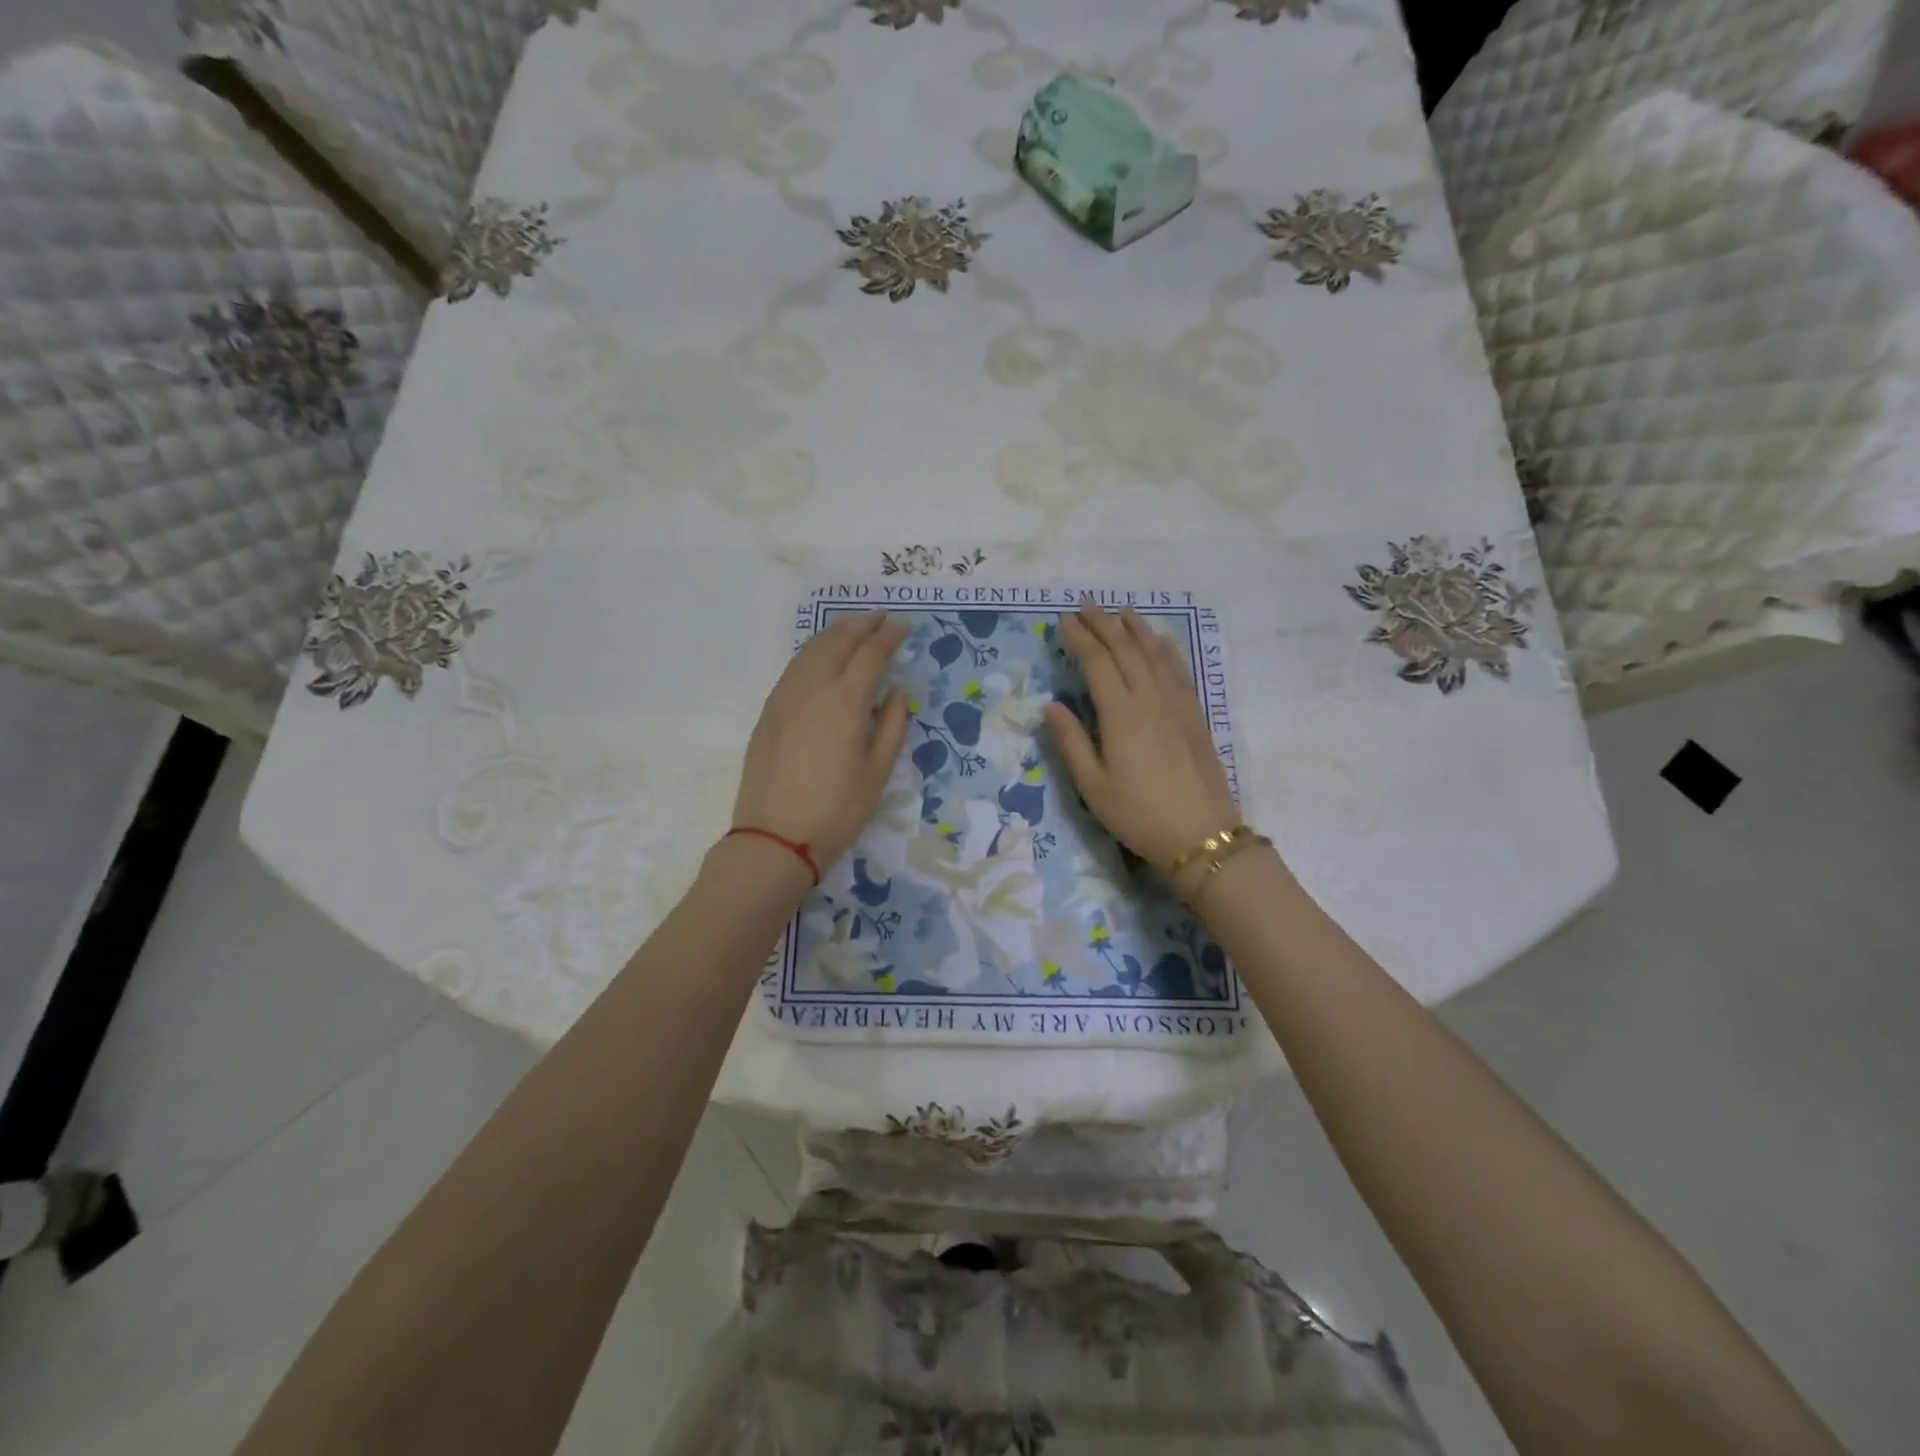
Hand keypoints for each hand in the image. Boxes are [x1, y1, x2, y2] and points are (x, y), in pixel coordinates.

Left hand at [732, 611, 909, 873]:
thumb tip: (895, 691)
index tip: (904, 626)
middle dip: (862, 625)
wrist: (775, 836)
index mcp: (845, 700)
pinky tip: (822, 658)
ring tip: (854, 629)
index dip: (889, 636)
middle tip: (881, 618)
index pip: (871, 653)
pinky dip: (814, 652)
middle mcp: (813, 687)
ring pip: (811, 649)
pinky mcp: (769, 711)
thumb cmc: (837, 809)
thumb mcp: (878, 771)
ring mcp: (785, 696)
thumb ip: (892, 724)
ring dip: (835, 633)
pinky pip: (795, 667)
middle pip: (838, 640)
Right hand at [1043, 603, 1240, 870]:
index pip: (1097, 663)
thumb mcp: (1093, 786)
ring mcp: (1177, 704)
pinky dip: (1165, 649)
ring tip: (1120, 610)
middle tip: (1086, 605)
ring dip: (1135, 628)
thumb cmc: (1139, 815)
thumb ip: (1070, 742)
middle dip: (1104, 624)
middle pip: (1126, 650)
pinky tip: (1160, 641)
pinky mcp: (1195, 715)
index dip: (1080, 638)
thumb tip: (1051, 706)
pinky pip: (1178, 670)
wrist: (1202, 835)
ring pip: (1155, 654)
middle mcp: (1150, 699)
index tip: (1064, 620)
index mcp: (1121, 715)